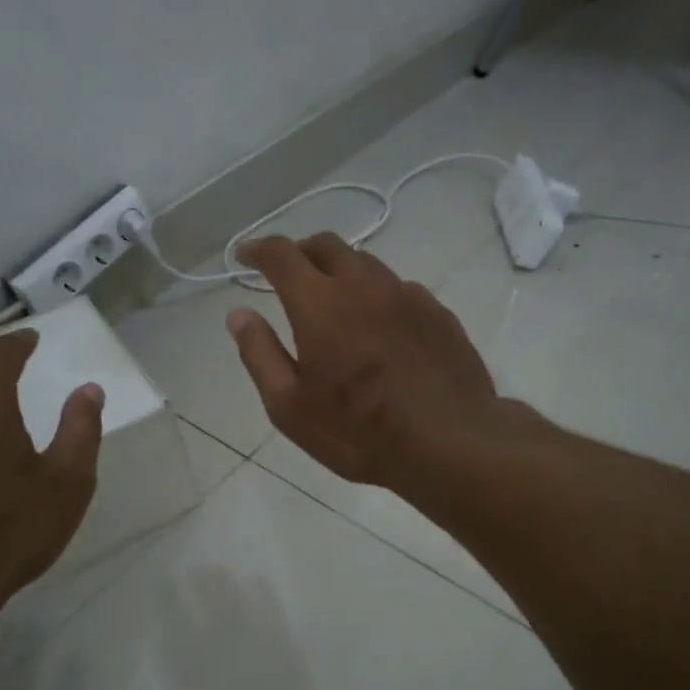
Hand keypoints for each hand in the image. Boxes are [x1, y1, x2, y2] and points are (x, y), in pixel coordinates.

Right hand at [225, 234, 513, 493]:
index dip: (257, 250)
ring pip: (366, 264)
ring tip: (335, 304)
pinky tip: (380, 329)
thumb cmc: (360, 433)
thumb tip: (238, 315)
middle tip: (287, 276)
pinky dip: (377, 296)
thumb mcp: (291, 408)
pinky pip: (399, 289)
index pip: (282, 254)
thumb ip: (260, 355)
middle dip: (300, 252)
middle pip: (326, 245)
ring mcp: (408, 295)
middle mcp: (365, 285)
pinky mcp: (439, 313)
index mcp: (321, 303)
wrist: (451, 444)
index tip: (245, 257)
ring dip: (341, 273)